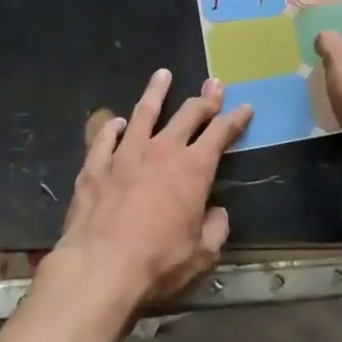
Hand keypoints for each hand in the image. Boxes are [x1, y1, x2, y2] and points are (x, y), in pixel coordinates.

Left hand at [52, 69, 252, 310]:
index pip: (220, 134)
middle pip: (187, 115)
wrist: (100, 267)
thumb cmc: (157, 262)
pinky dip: (113, 127)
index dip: (235, 119)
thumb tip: (217, 213)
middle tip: (213, 84)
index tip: (244, 107)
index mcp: (193, 169)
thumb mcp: (200, 256)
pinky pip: (106, 137)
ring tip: (162, 74)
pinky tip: (117, 122)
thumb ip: (215, 230)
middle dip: (204, 99)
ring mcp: (126, 153)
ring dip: (156, 92)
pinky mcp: (96, 164)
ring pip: (144, 112)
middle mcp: (162, 150)